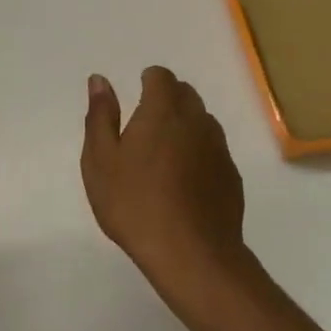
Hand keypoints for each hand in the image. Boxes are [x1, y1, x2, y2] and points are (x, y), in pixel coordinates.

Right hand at [81, 66, 247, 293]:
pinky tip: (184, 181)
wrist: (191, 254)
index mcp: (162, 111)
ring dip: (185, 125)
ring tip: (163, 154)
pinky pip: (214, 150)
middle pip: (185, 93)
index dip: (148, 81)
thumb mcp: (100, 160)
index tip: (135, 98)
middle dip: (167, 98)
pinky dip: (199, 153)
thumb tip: (100, 80)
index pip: (161, 76)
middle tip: (144, 126)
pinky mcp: (231, 175)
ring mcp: (218, 148)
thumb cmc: (134, 203)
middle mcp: (196, 121)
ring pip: (202, 121)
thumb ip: (101, 115)